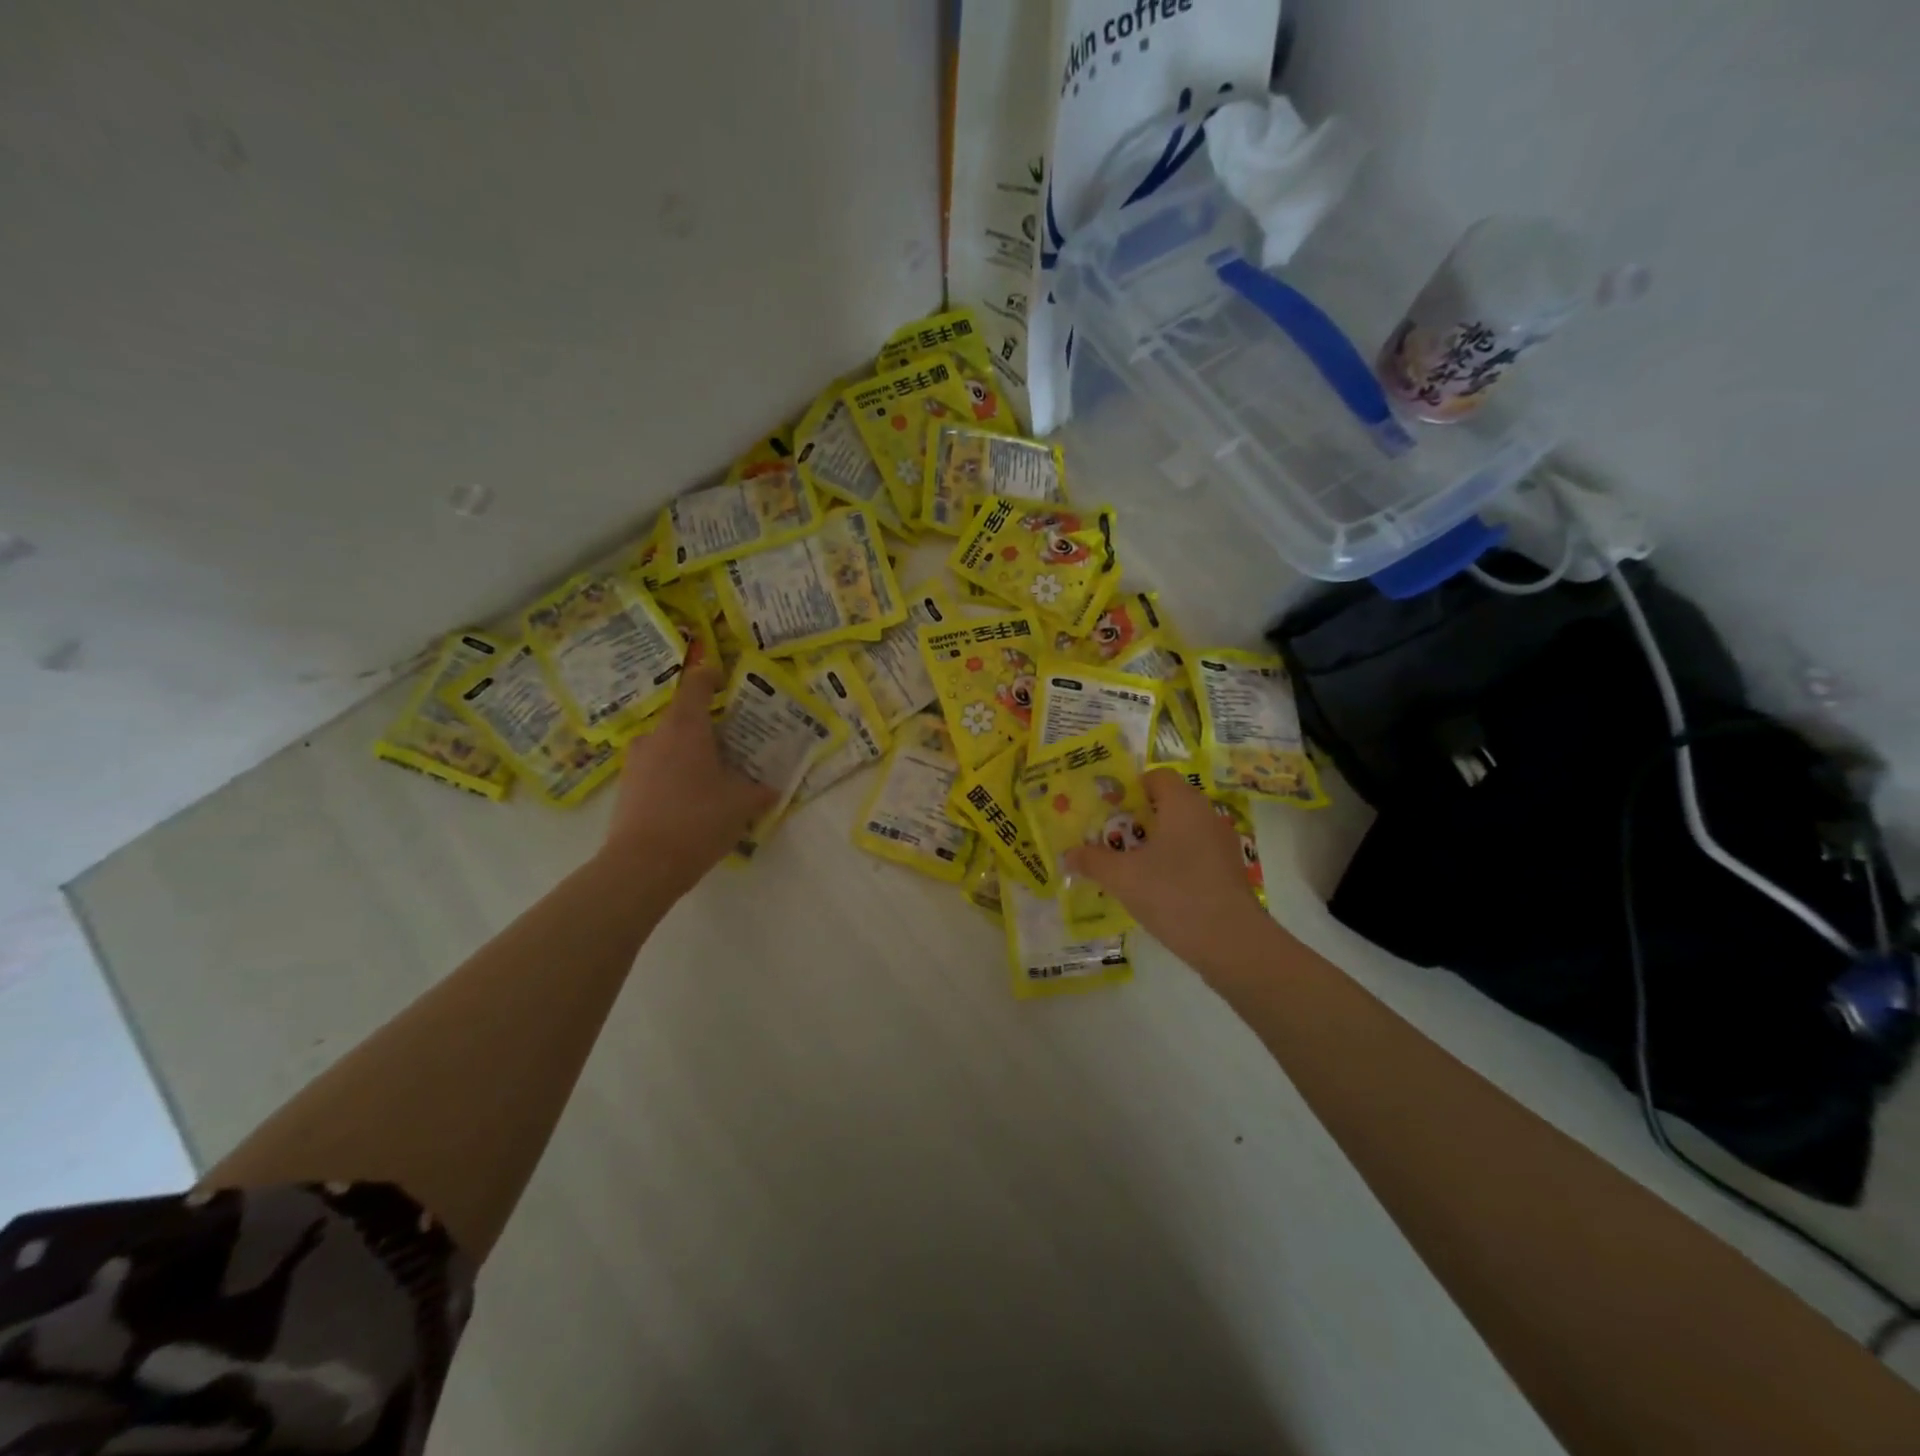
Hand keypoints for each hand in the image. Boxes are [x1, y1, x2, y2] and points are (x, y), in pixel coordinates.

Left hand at [602, 666, 776, 895]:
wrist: (642, 865)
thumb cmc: (698, 820)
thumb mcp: (742, 805)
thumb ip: (760, 790)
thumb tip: (772, 788)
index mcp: (686, 727)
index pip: (697, 684)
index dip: (712, 676)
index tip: (727, 680)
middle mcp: (657, 735)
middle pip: (684, 717)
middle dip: (710, 727)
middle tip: (735, 744)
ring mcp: (636, 761)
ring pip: (669, 745)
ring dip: (691, 753)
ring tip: (715, 776)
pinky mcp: (627, 787)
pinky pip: (657, 768)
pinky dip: (675, 774)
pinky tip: (692, 800)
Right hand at [1065, 768, 1271, 969]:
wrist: (1232, 942)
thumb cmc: (1173, 894)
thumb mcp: (1122, 877)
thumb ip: (1093, 861)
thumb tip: (1067, 854)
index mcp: (1182, 804)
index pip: (1157, 777)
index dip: (1130, 788)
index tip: (1108, 810)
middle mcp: (1206, 815)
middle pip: (1169, 803)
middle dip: (1138, 818)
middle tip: (1110, 839)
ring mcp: (1222, 844)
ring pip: (1183, 831)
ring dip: (1157, 842)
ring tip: (1129, 866)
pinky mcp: (1229, 871)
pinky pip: (1195, 854)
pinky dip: (1175, 862)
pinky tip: (1157, 888)